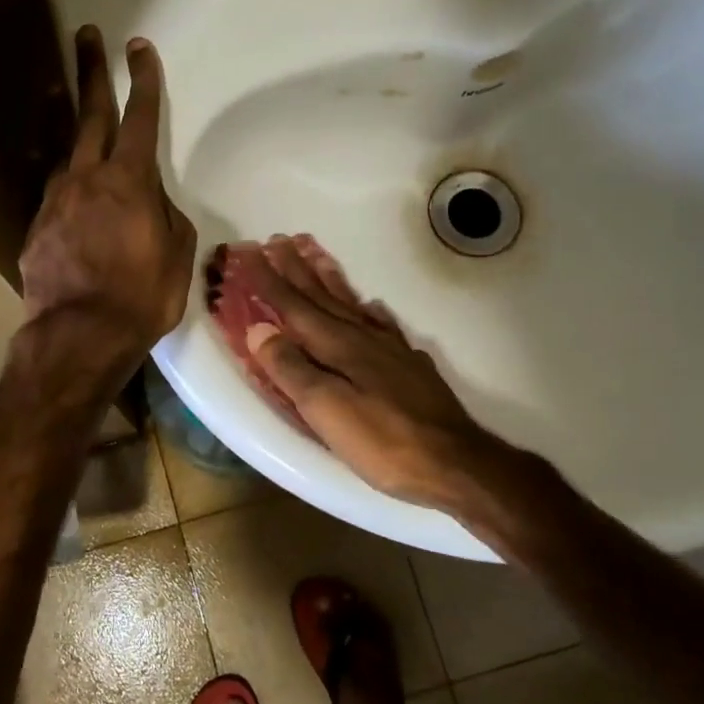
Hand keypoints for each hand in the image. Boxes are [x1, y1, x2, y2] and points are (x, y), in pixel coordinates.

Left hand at [18, 26, 196, 379]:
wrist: (80, 334)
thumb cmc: (142, 296)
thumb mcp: (176, 254)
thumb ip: (164, 215)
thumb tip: (150, 201)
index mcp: (130, 181)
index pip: (141, 118)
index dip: (142, 81)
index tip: (139, 48)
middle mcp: (87, 178)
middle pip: (89, 113)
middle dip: (90, 71)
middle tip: (85, 35)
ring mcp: (55, 199)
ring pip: (60, 145)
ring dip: (60, 111)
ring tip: (53, 84)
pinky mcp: (36, 224)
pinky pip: (49, 186)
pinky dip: (55, 169)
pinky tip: (56, 170)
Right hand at [231, 236, 511, 511]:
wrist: (454, 462)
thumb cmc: (383, 441)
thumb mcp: (326, 409)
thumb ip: (291, 368)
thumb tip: (260, 329)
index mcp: (338, 346)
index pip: (294, 306)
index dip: (269, 280)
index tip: (249, 253)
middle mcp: (363, 338)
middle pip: (322, 297)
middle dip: (296, 269)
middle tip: (277, 240)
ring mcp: (390, 350)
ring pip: (352, 304)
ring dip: (329, 280)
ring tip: (315, 257)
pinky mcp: (410, 367)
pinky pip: (383, 326)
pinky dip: (370, 311)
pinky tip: (372, 307)